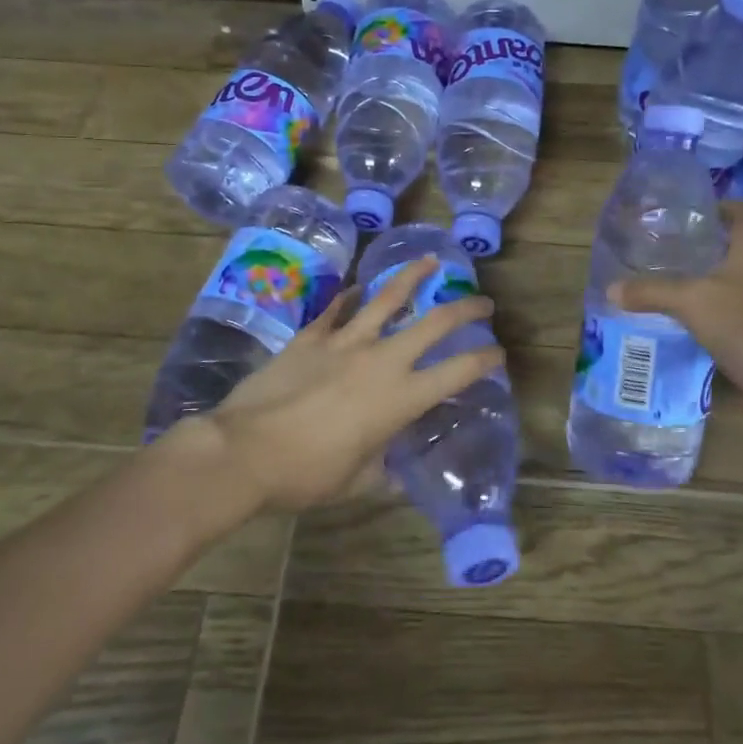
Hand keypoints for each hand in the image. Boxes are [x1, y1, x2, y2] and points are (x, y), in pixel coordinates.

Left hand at [203, 257, 504, 510]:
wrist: (244, 451)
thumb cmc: (305, 475)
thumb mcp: (356, 482)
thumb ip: (382, 470)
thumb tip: (395, 471)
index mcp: (400, 398)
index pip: (457, 372)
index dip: (484, 360)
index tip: (498, 353)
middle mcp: (381, 360)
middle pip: (434, 322)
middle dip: (465, 308)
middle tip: (482, 301)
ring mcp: (345, 342)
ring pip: (387, 298)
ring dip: (413, 276)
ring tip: (429, 261)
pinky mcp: (311, 336)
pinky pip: (337, 309)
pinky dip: (350, 296)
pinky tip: (358, 287)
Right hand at [610, 200, 742, 395]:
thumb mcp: (690, 303)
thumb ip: (651, 292)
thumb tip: (612, 289)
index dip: (726, 207)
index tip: (701, 216)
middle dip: (720, 249)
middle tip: (686, 256)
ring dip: (730, 280)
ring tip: (696, 291)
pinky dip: (741, 308)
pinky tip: (717, 324)